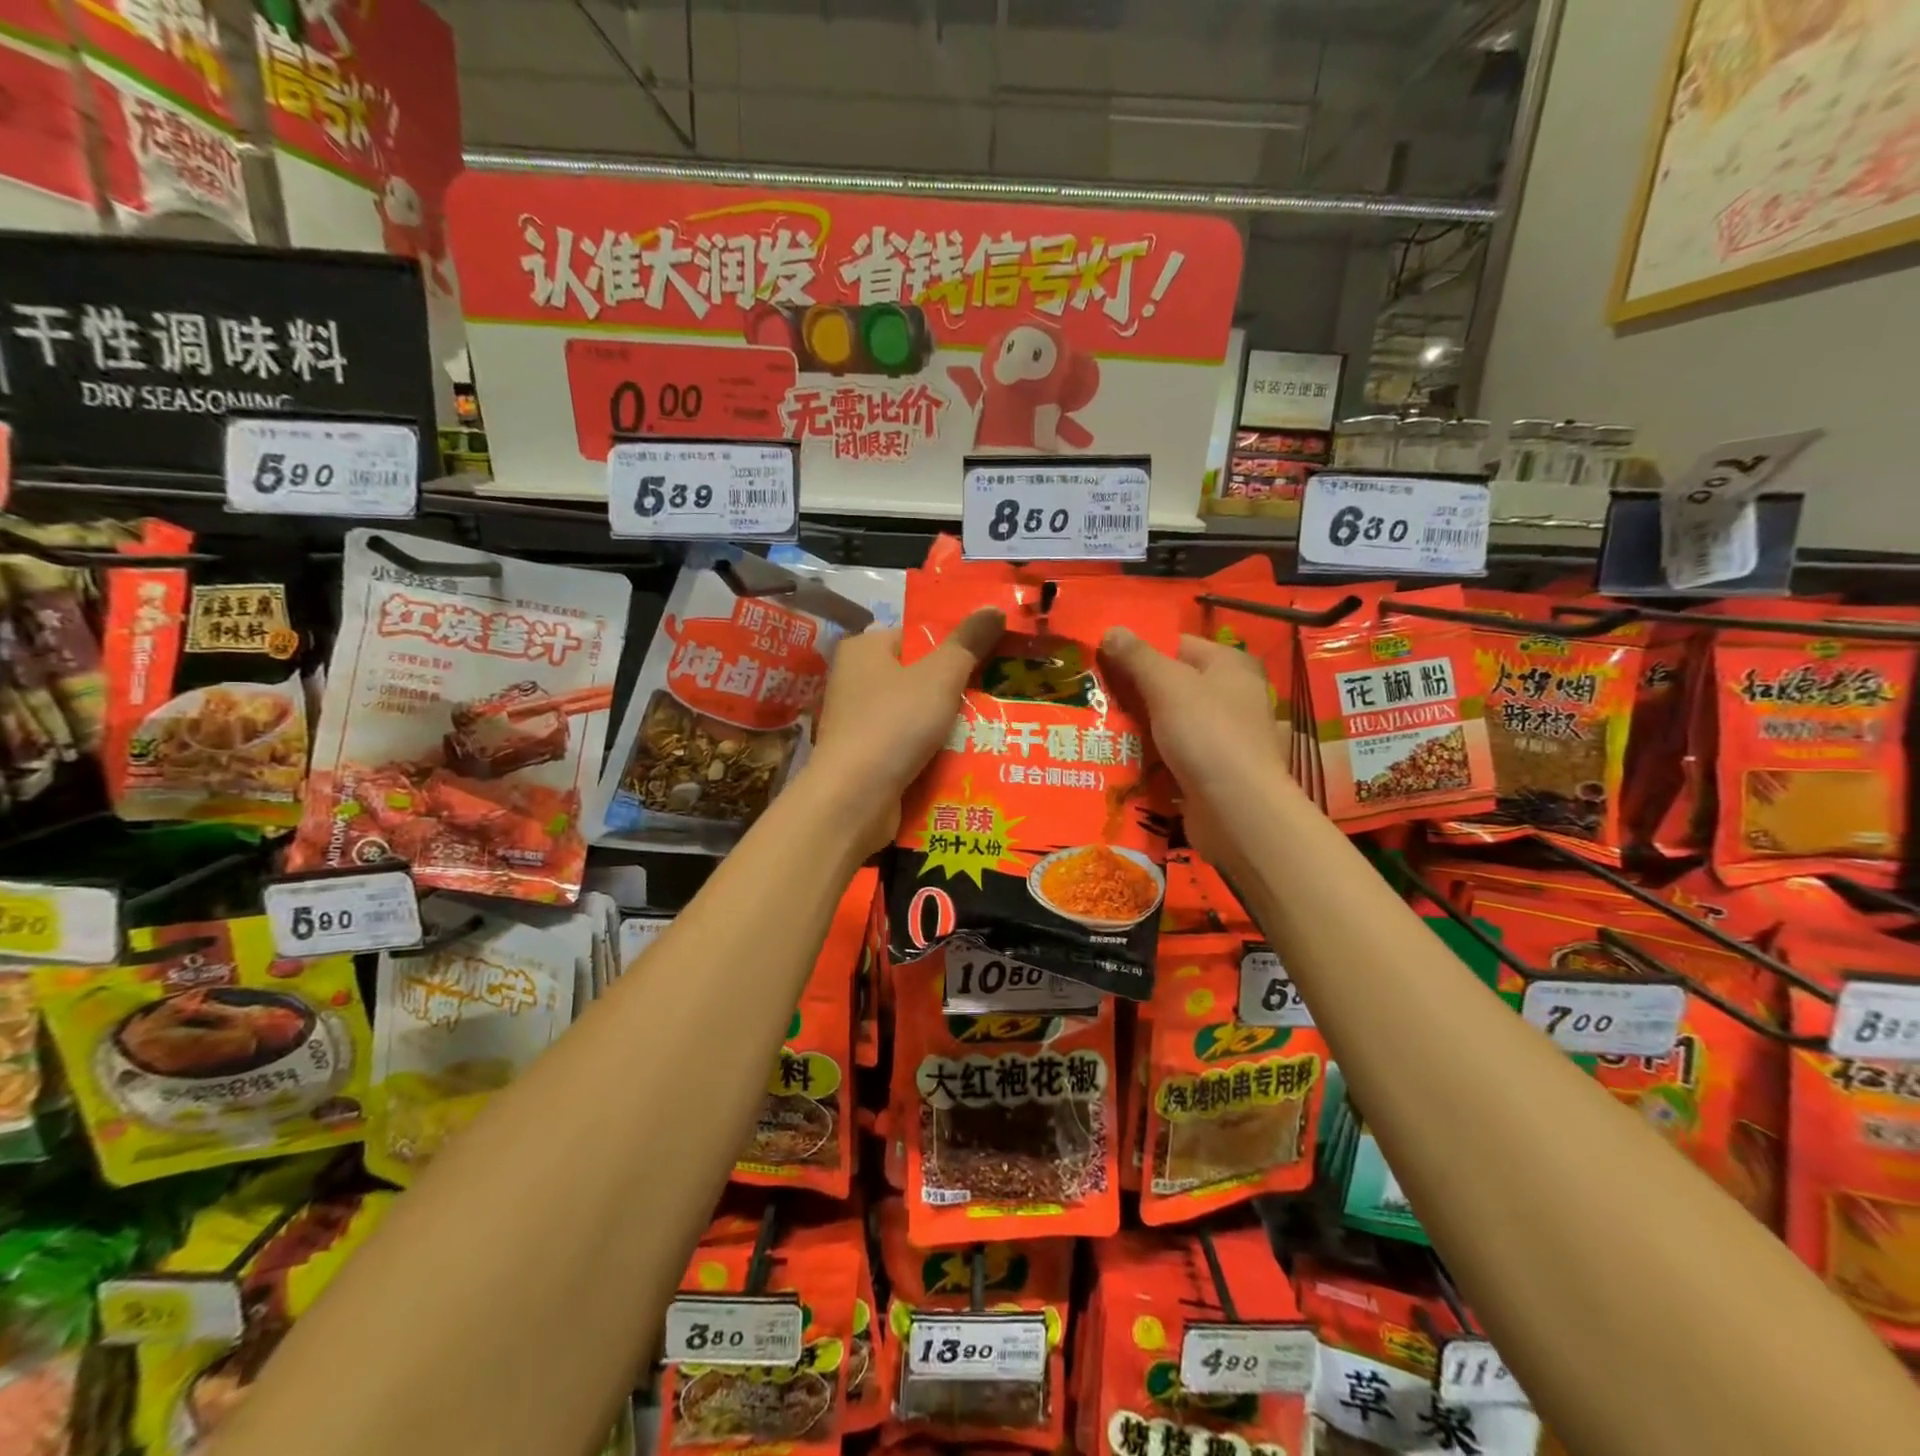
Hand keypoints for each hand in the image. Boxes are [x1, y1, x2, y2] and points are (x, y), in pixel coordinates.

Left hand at [812, 608, 1005, 855]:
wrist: (855, 799)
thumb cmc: (894, 724)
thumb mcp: (939, 676)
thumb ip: (968, 643)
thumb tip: (995, 607)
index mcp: (864, 650)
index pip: (916, 636)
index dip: (954, 645)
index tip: (992, 658)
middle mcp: (855, 682)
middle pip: (919, 677)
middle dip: (957, 689)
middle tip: (1000, 694)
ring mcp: (858, 724)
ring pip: (917, 716)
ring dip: (949, 725)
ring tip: (994, 727)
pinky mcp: (866, 759)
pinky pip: (909, 747)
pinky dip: (933, 752)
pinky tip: (968, 758)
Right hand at [1098, 628, 1293, 867]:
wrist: (1237, 809)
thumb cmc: (1207, 734)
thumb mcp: (1167, 686)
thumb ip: (1138, 657)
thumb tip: (1111, 629)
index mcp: (1230, 665)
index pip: (1177, 644)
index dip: (1139, 650)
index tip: (1101, 662)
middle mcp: (1233, 695)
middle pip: (1173, 683)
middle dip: (1134, 691)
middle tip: (1092, 696)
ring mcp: (1225, 735)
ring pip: (1171, 721)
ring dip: (1138, 726)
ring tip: (1096, 727)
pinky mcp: (1214, 769)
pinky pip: (1175, 753)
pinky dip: (1151, 755)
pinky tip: (1120, 759)